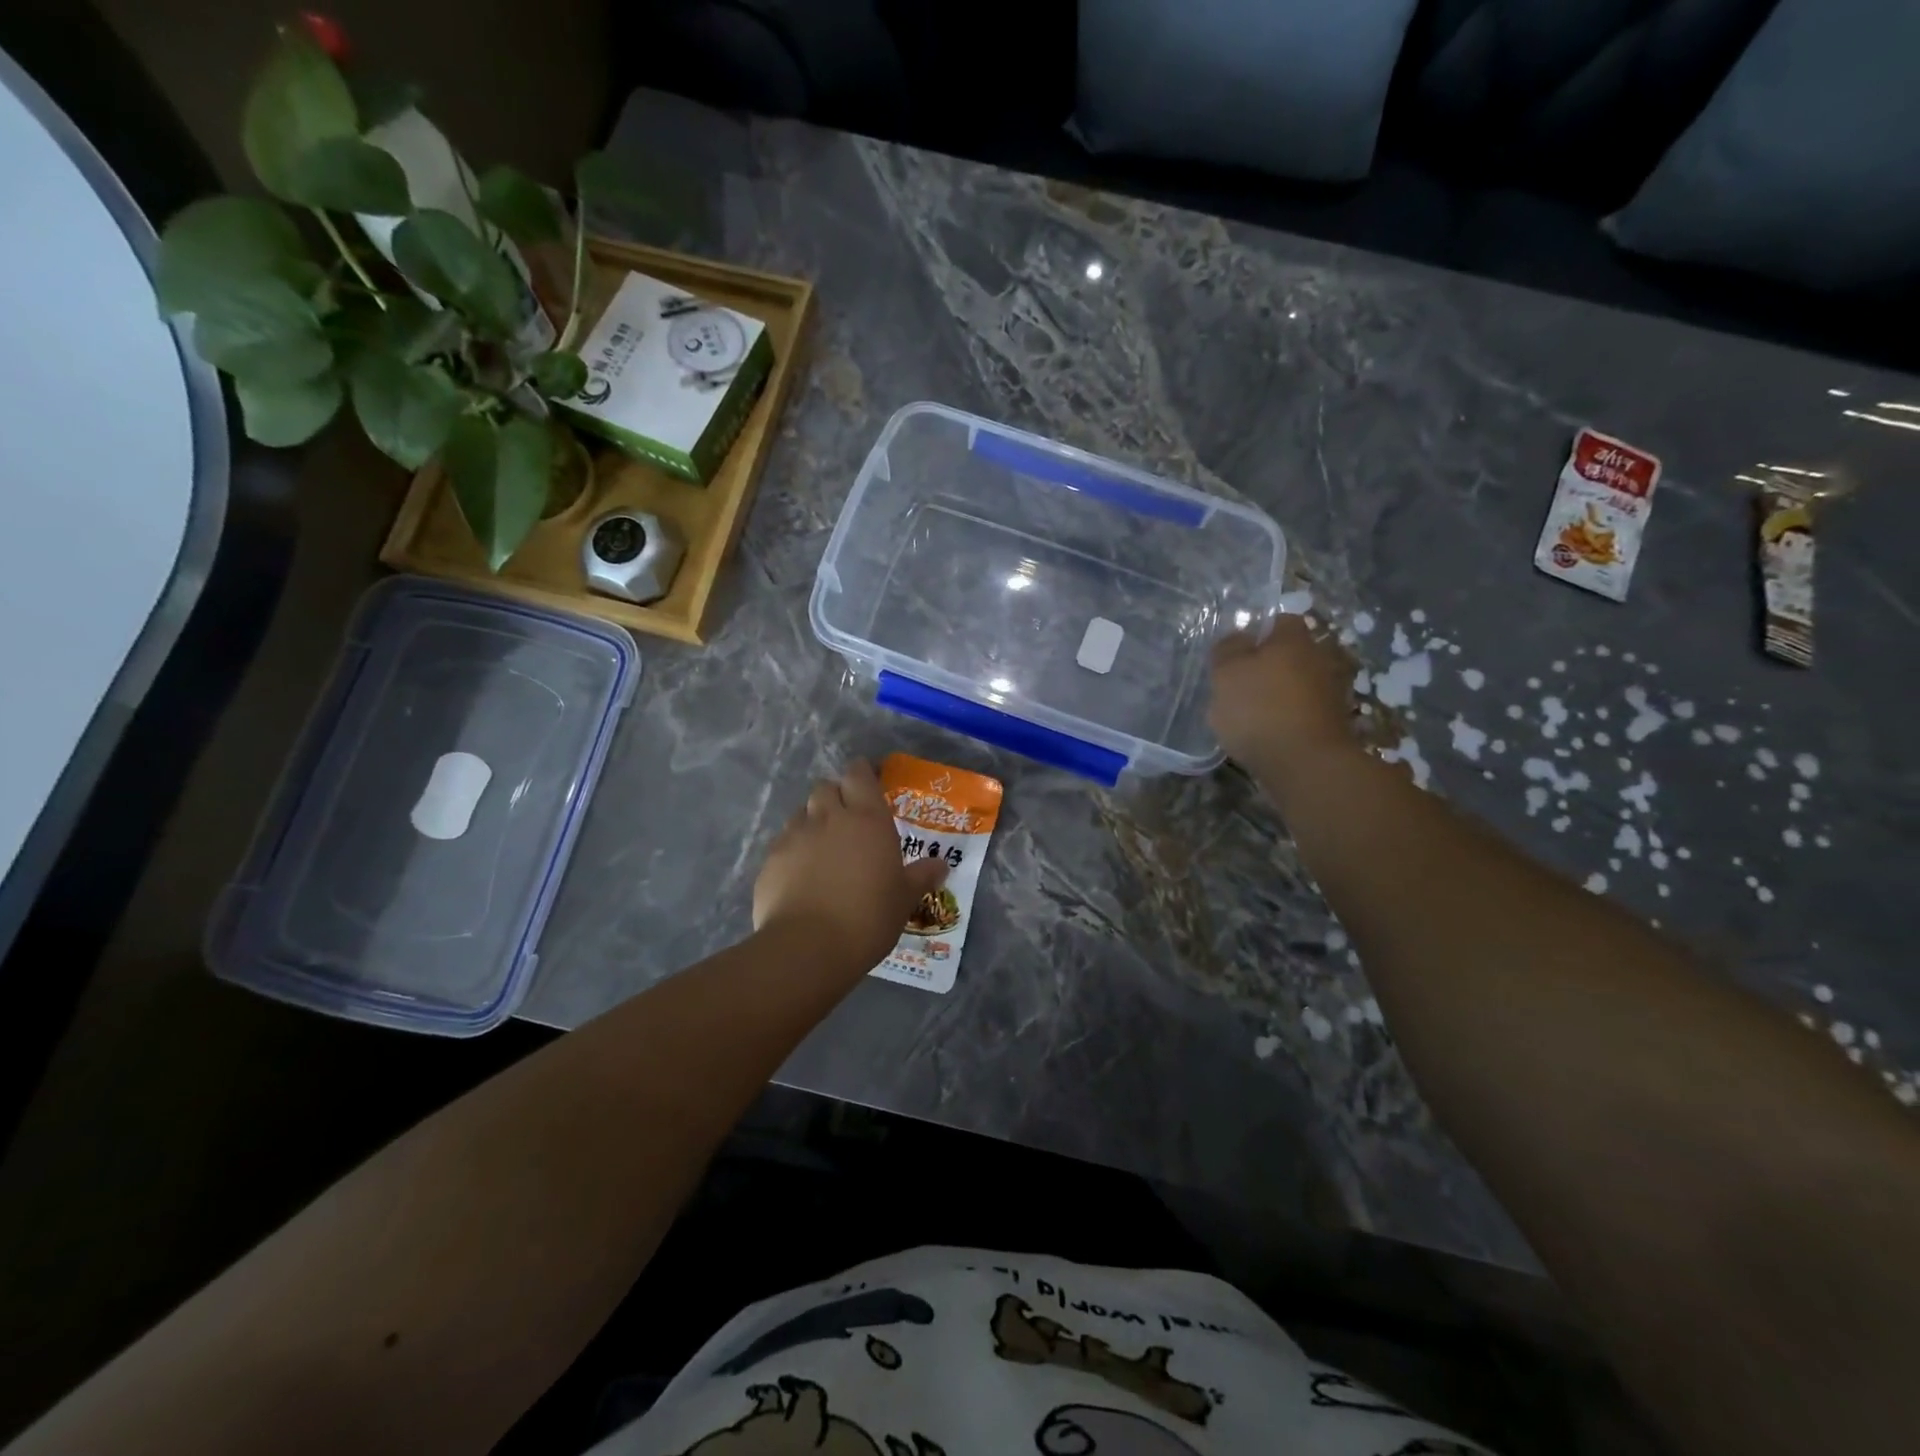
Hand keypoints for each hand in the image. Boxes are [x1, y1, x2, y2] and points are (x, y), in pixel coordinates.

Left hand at [753, 760, 947, 971]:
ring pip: (802, 813)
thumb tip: (941, 865)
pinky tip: (801, 875)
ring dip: (813, 821)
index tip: (869, 783)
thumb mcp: (904, 899)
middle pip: (826, 788)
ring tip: (823, 849)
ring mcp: (795, 836)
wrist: (808, 947)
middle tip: (848, 820)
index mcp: (867, 818)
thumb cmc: (868, 917)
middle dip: (836, 796)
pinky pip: (784, 842)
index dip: (862, 774)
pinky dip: (794, 849)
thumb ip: (921, 877)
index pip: (859, 774)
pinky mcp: (770, 859)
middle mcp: (829, 817)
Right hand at [1209, 615, 1356, 776]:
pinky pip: (1301, 711)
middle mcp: (1319, 658)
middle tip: (1237, 684)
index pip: (1280, 621)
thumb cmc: (1260, 708)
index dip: (1257, 632)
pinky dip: (1285, 718)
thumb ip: (1227, 650)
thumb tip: (1238, 638)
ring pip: (1296, 683)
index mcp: (1294, 639)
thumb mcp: (1226, 673)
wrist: (1305, 764)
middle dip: (1266, 665)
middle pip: (1289, 654)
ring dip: (1276, 694)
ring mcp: (1330, 692)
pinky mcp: (1331, 723)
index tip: (1235, 652)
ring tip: (1247, 714)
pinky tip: (1266, 734)